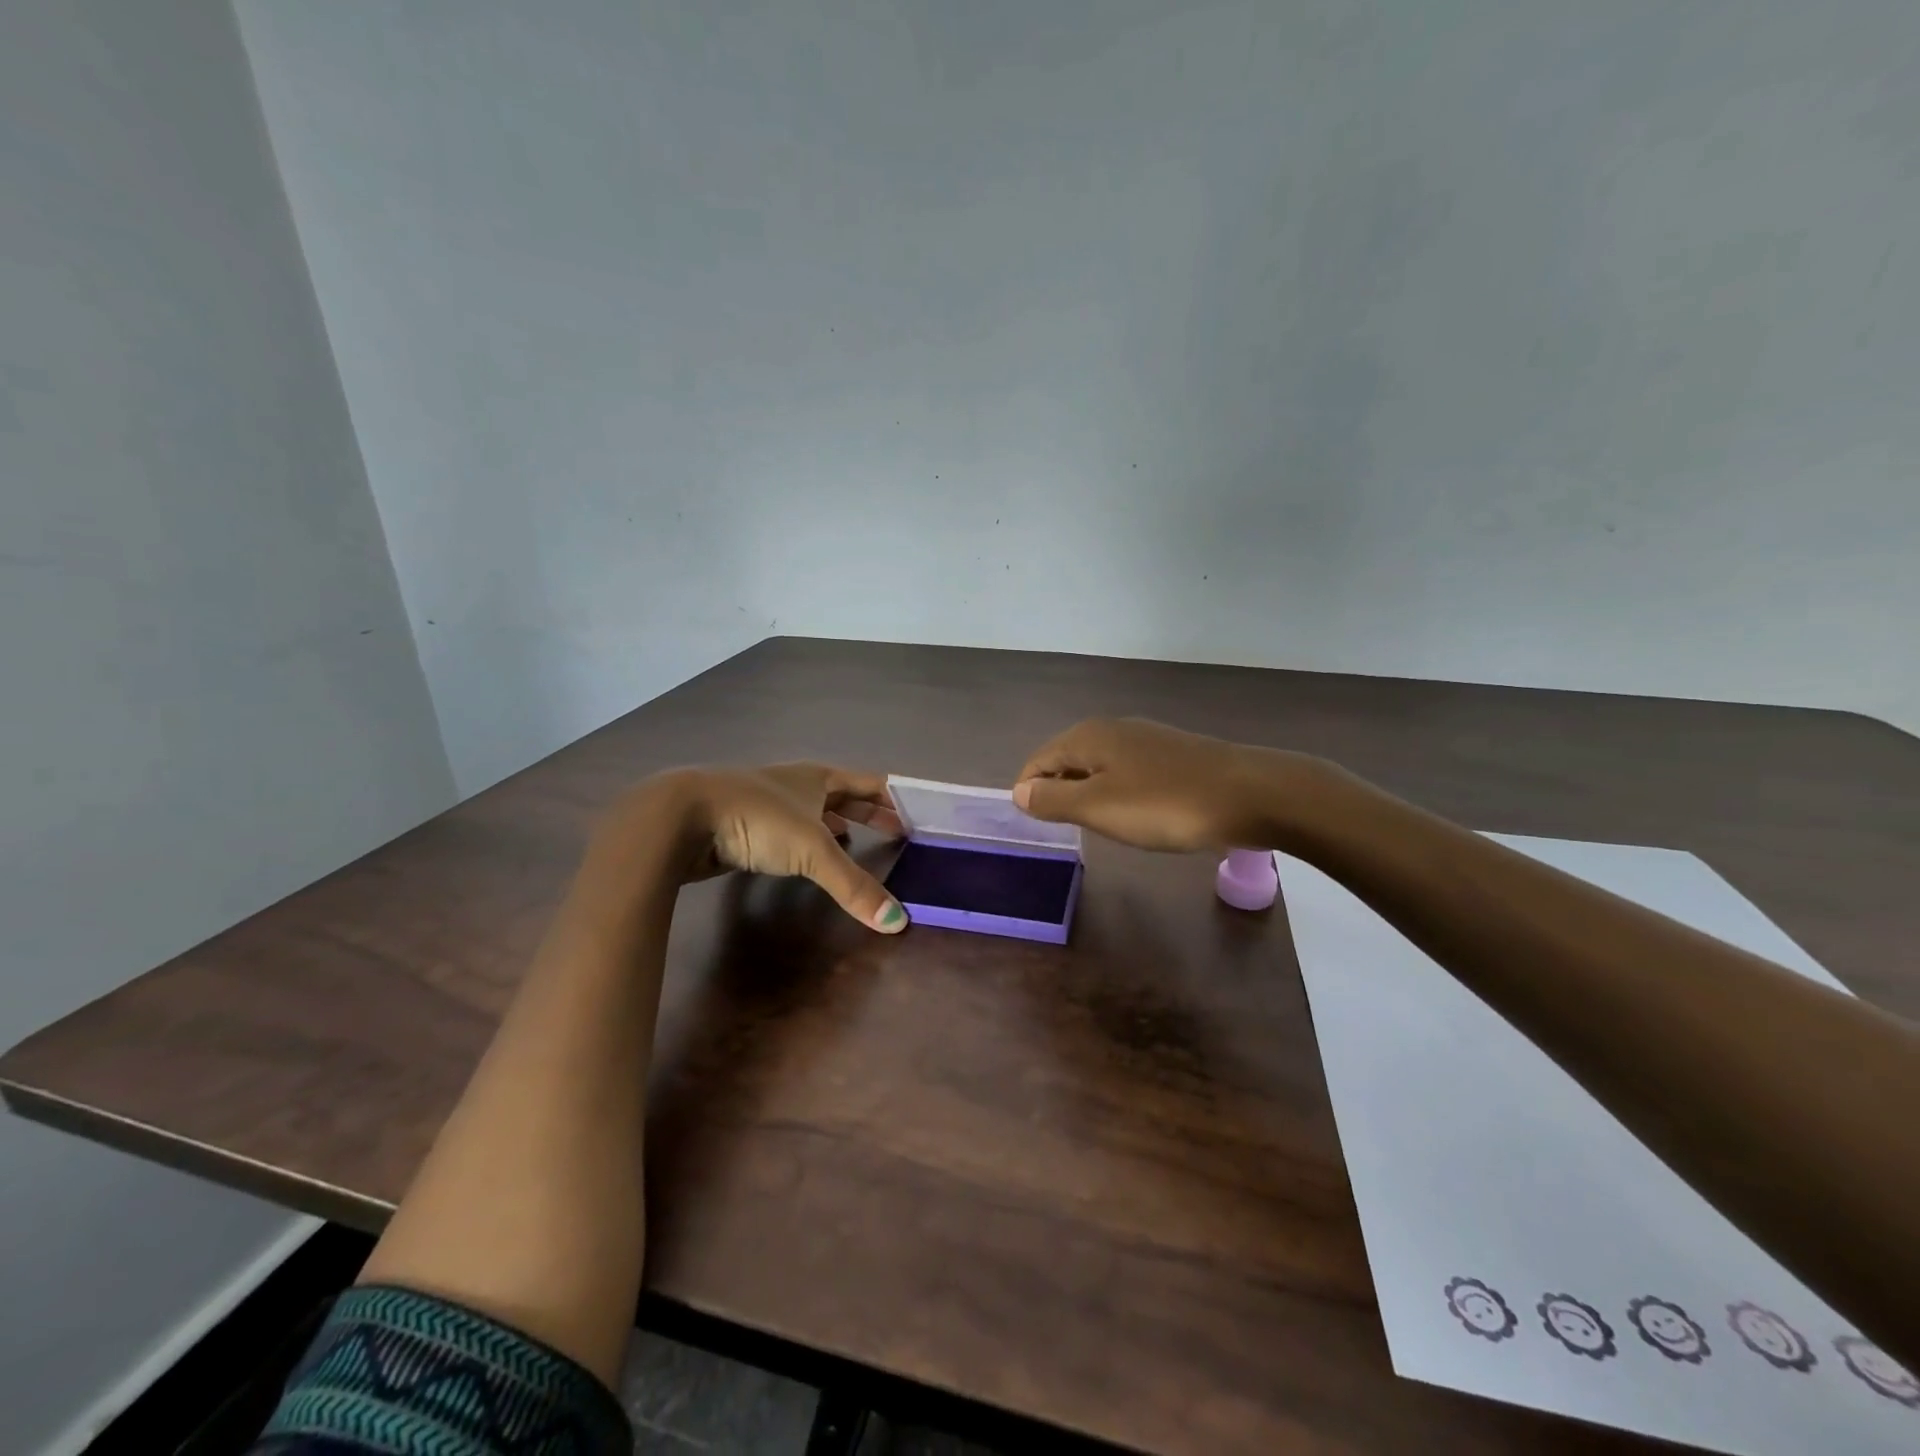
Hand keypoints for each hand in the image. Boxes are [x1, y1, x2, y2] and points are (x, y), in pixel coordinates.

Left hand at [595, 763, 908, 931]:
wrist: (682, 817)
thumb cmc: (758, 818)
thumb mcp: (813, 851)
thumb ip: (854, 886)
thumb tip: (898, 923)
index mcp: (817, 778)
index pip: (867, 782)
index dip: (891, 797)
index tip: (913, 814)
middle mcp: (795, 785)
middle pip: (841, 796)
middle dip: (867, 812)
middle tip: (895, 831)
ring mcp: (766, 804)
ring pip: (811, 812)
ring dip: (834, 825)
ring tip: (854, 841)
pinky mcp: (742, 826)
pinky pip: (786, 832)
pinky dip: (804, 842)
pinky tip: (803, 859)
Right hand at [1012, 717, 1313, 852]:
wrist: (1249, 794)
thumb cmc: (1164, 804)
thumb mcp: (1098, 807)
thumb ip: (1053, 799)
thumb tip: (1018, 791)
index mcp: (1088, 737)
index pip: (1039, 760)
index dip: (1029, 791)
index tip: (1034, 825)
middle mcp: (1113, 729)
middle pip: (1068, 759)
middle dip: (1058, 791)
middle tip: (1063, 829)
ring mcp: (1146, 739)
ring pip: (1099, 766)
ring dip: (1089, 793)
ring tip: (1096, 826)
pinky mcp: (1173, 755)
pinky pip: (1128, 772)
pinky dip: (1119, 792)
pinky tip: (1135, 814)